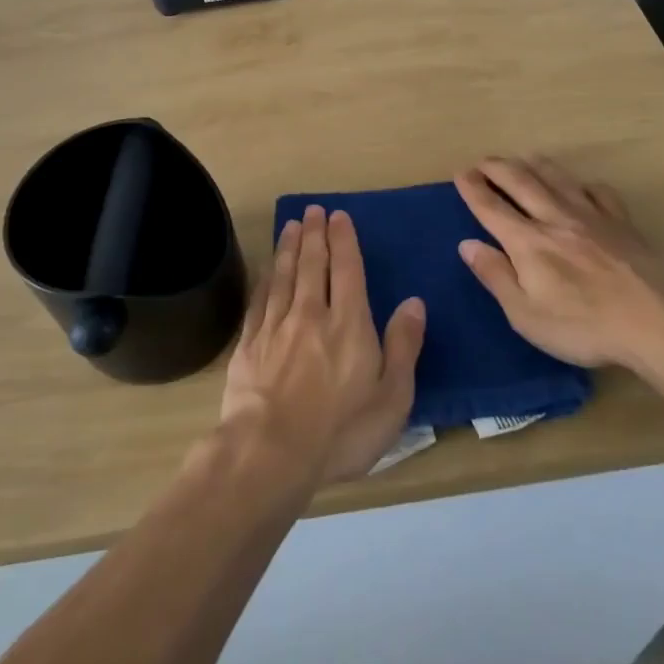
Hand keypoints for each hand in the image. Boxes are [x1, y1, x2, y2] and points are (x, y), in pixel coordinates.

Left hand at [220, 206, 427, 486]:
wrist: (270, 452)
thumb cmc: (341, 430)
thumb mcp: (392, 397)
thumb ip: (404, 345)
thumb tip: (414, 301)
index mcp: (348, 323)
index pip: (346, 269)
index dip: (343, 240)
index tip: (338, 216)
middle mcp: (311, 314)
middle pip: (311, 264)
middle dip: (314, 234)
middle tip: (313, 211)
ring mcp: (276, 327)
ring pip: (283, 275)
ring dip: (288, 247)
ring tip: (291, 225)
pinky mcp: (250, 344)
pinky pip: (260, 299)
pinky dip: (265, 278)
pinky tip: (266, 269)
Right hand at [453, 157, 663, 370]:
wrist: (658, 322)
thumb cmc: (584, 327)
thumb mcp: (526, 315)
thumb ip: (495, 276)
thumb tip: (467, 244)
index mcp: (528, 242)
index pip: (491, 207)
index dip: (473, 188)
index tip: (460, 174)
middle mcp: (555, 219)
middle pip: (521, 182)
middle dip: (498, 168)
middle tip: (483, 161)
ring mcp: (592, 217)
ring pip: (557, 179)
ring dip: (535, 164)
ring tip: (523, 157)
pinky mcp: (622, 224)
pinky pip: (599, 193)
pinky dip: (583, 185)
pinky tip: (582, 187)